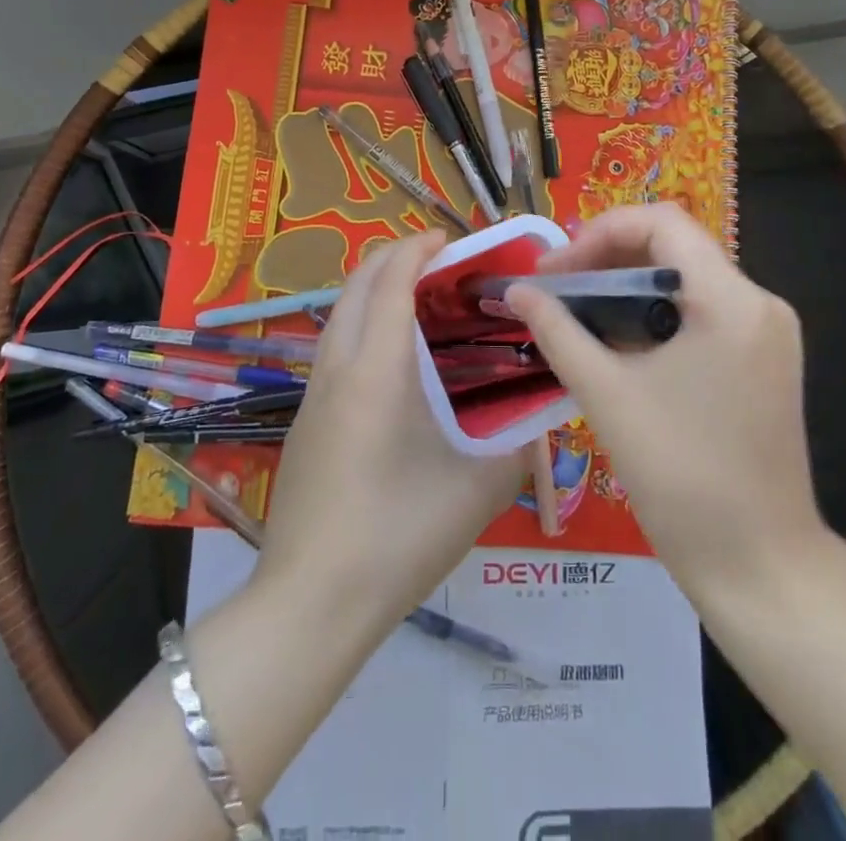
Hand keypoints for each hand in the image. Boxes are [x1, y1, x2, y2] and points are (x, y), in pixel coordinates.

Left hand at [256, 231, 524, 639]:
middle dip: (393, 257)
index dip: (417, 249)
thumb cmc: (396, 538)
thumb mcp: (475, 494)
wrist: (309, 604)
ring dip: (375, 290)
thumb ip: (516, 450)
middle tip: (440, 262)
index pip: (390, 281)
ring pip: (339, 314)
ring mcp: (314, 394)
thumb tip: (539, 422)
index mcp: (376, 371)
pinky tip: (395, 361)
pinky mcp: (306, 419)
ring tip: (422, 302)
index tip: (450, 240)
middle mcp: (337, 368)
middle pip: (356, 284)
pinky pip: (334, 346)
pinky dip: (363, 323)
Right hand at [506, 204, 825, 600]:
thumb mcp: (608, 395)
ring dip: (628, 287)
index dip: (600, 233)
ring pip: (686, 280)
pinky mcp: (764, 361)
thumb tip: (516, 290)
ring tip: (577, 312)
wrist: (761, 569)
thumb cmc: (682, 478)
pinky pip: (702, 313)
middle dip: (608, 258)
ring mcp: (768, 334)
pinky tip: (617, 342)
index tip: (555, 271)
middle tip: (557, 288)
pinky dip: (655, 315)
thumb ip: (558, 331)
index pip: (662, 223)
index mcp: (732, 301)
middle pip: (675, 247)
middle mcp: (760, 303)